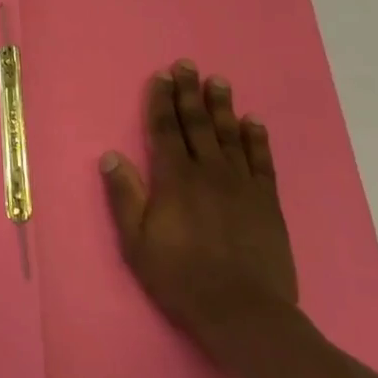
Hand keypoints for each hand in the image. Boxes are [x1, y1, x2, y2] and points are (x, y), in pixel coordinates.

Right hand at [100, 60, 298, 362]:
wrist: (243, 312)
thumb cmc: (180, 278)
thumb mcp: (136, 242)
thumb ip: (125, 196)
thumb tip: (111, 155)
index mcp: (174, 181)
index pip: (165, 131)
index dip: (161, 102)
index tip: (161, 77)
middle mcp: (209, 174)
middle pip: (197, 125)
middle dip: (190, 93)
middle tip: (188, 65)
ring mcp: (242, 186)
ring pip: (230, 136)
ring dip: (222, 107)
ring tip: (218, 81)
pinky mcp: (267, 203)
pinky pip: (262, 162)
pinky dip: (257, 139)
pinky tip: (253, 121)